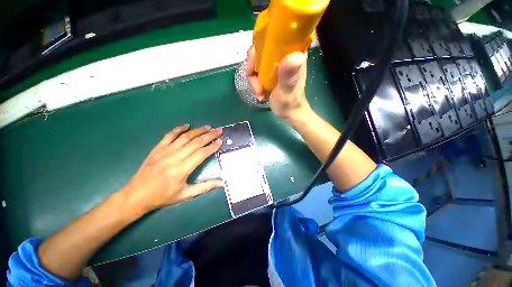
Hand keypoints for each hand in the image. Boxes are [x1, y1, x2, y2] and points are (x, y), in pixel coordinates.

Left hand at [120, 124, 222, 214]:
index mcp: (182, 170)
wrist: (136, 195)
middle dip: (209, 135)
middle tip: (219, 130)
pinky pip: (169, 135)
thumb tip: (222, 183)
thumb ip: (205, 187)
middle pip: (195, 142)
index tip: (220, 141)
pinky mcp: (157, 148)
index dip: (212, 146)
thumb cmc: (163, 196)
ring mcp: (165, 151)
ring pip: (185, 137)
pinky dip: (179, 129)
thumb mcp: (186, 195)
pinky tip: (187, 125)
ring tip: (208, 127)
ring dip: (198, 130)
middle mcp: (174, 158)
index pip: (201, 154)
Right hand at [246, 46, 310, 120]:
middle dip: (253, 67)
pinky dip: (254, 83)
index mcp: (292, 52)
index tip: (253, 64)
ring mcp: (275, 64)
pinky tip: (259, 93)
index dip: (259, 45)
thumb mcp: (288, 90)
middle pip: (260, 49)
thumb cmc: (290, 103)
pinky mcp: (270, 73)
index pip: (273, 36)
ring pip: (255, 62)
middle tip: (255, 84)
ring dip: (253, 79)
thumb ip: (289, 75)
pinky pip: (255, 72)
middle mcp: (283, 55)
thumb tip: (295, 55)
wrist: (289, 113)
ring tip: (259, 92)